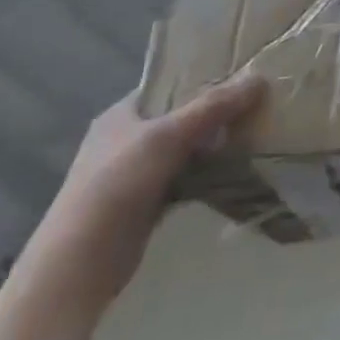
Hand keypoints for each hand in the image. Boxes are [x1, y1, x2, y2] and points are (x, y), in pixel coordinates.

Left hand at [9, 76, 264, 329]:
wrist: (79, 264)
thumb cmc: (116, 186)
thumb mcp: (167, 136)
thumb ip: (212, 107)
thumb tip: (259, 78)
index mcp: (121, 115)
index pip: (168, 85)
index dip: (202, 77)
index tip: (241, 74)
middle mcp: (127, 140)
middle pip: (181, 117)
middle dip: (216, 113)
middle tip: (258, 103)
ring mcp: (136, 174)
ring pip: (187, 149)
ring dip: (216, 145)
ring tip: (257, 132)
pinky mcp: (148, 203)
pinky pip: (188, 178)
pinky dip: (210, 174)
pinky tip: (239, 170)